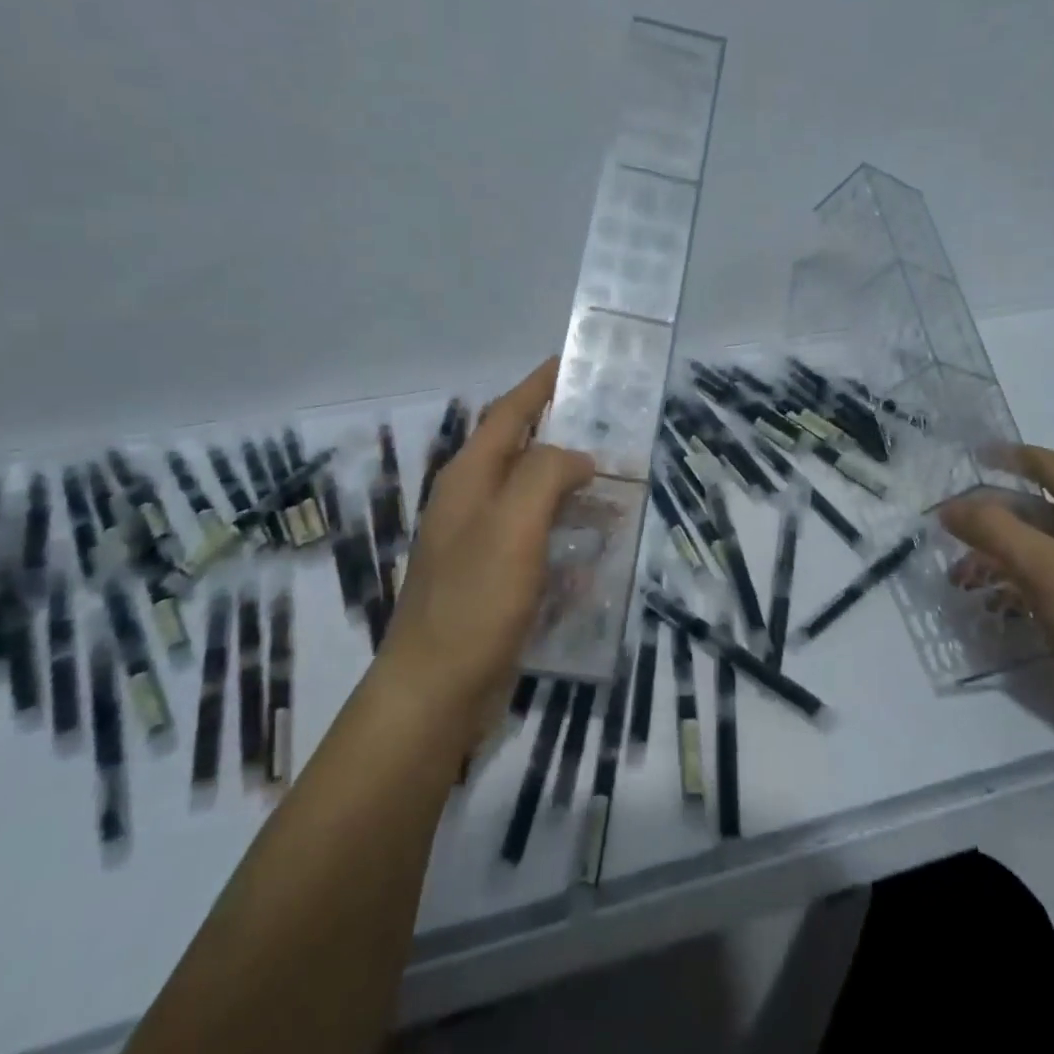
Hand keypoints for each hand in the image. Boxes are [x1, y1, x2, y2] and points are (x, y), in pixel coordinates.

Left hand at [373, 358, 594, 738]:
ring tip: (617, 480)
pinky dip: (566, 530)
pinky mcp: (494, 577)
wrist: (436, 691)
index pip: (508, 413)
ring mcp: (480, 541)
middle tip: (612, 423)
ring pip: (532, 495)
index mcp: (469, 477)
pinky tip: (597, 544)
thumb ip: (546, 473)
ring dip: (570, 484)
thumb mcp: (514, 524)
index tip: (572, 362)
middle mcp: (471, 500)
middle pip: (521, 450)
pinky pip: (537, 538)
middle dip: (563, 432)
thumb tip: (578, 456)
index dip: (538, 385)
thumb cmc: (475, 600)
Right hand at [939, 447, 1053, 748]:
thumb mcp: (1041, 565)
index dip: (1005, 456)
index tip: (965, 457)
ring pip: (1041, 545)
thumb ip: (991, 528)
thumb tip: (950, 507)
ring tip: (961, 576)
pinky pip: (1051, 577)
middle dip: (991, 517)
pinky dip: (1020, 580)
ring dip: (1000, 553)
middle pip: (1038, 507)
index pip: (1046, 464)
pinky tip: (994, 601)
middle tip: (949, 529)